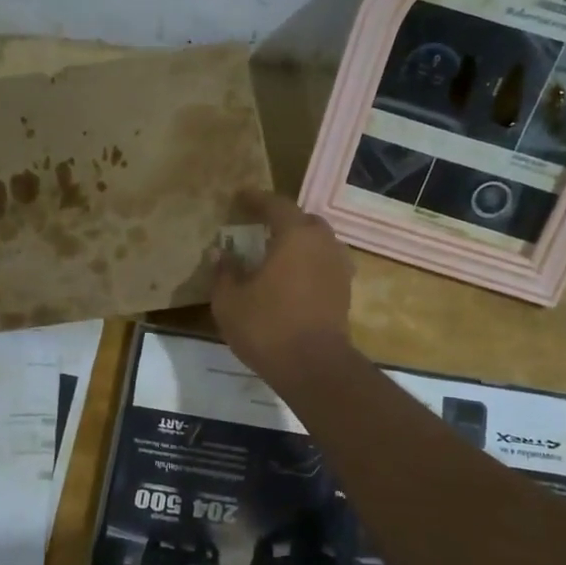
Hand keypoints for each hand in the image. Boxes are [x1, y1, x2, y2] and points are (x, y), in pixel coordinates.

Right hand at [211, 190, 354, 381]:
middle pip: (304, 221)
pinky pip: (324, 266)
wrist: (314, 367)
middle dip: (283, 221)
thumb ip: (224, 272)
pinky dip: (308, 265)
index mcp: (296, 235)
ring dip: (299, 244)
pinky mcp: (344, 292)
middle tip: (260, 227)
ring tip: (277, 255)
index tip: (240, 197)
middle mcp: (323, 244)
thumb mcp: (230, 300)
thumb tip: (220, 252)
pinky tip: (292, 279)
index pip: (276, 205)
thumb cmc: (267, 326)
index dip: (256, 199)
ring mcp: (339, 268)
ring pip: (318, 244)